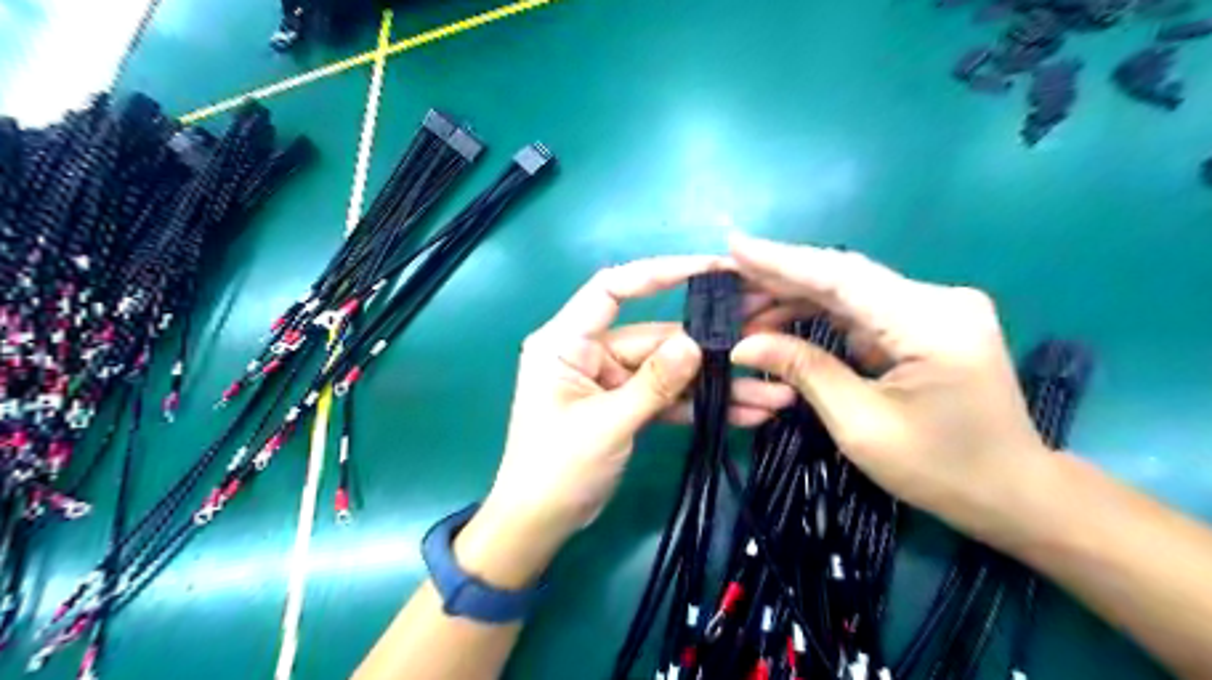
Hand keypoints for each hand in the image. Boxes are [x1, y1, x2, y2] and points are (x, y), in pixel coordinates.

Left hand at [462, 259, 796, 586]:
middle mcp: (589, 351)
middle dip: (708, 347)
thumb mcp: (606, 424)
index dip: (658, 273)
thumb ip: (653, 383)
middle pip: (655, 337)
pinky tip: (746, 413)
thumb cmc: (556, 470)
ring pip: (669, 371)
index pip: (612, 289)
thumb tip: (696, 342)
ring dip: (715, 384)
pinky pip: (667, 397)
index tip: (708, 268)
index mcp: (566, 341)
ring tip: (772, 393)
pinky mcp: (626, 404)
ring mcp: (611, 379)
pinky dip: (700, 406)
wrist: (539, 524)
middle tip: (764, 339)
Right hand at [729, 235, 1052, 541]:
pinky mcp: (928, 323)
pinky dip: (820, 315)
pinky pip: (862, 311)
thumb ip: (803, 371)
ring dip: (796, 298)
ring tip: (744, 307)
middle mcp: (938, 300)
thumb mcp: (861, 425)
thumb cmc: (940, 469)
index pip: (843, 277)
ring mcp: (936, 309)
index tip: (734, 245)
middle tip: (726, 280)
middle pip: (844, 278)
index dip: (783, 260)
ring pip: (850, 293)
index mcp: (930, 323)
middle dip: (781, 278)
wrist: (1013, 493)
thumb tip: (743, 344)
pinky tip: (782, 320)